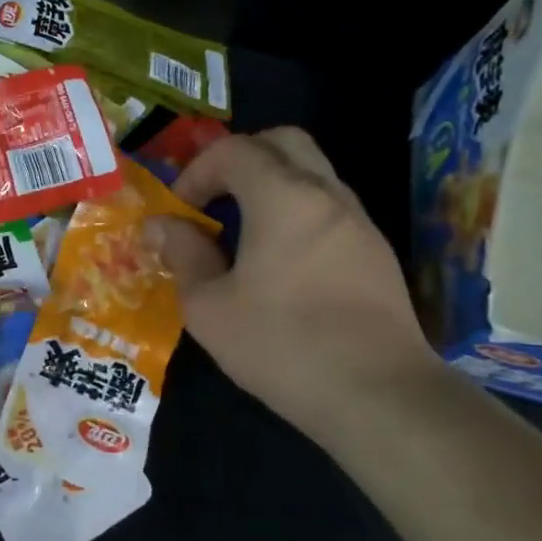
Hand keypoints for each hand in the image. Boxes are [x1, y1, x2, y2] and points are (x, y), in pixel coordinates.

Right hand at [145, 128, 436, 433]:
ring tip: (240, 234)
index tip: (181, 210)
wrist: (380, 397)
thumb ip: (182, 254)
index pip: (235, 150)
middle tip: (213, 199)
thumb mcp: (209, 306)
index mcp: (283, 198)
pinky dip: (296, 213)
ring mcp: (359, 224)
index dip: (197, 171)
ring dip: (270, 187)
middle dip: (240, 159)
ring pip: (311, 174)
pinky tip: (279, 264)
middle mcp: (327, 196)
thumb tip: (161, 225)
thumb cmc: (282, 344)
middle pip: (284, 143)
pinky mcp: (376, 255)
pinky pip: (328, 209)